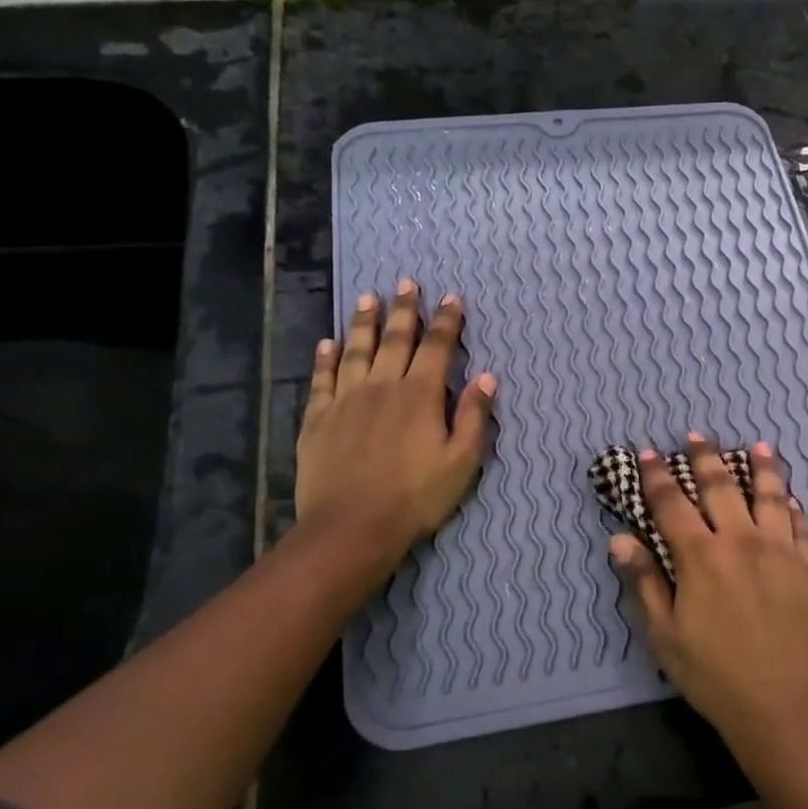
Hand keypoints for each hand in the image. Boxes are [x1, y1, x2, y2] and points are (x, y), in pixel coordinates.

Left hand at [297, 280, 496, 566]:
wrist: (352, 526)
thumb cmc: (416, 497)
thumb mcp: (462, 462)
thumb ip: (474, 417)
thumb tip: (488, 377)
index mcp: (420, 395)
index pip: (438, 348)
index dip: (447, 321)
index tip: (452, 298)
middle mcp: (383, 386)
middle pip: (395, 339)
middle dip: (405, 310)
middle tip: (407, 282)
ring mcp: (346, 400)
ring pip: (357, 350)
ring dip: (364, 323)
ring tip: (368, 298)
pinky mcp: (318, 418)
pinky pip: (322, 379)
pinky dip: (326, 358)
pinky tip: (328, 343)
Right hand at [610, 434, 807, 756]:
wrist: (780, 704)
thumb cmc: (712, 673)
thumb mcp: (664, 633)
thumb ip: (644, 581)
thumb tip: (620, 539)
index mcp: (701, 556)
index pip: (672, 504)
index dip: (657, 477)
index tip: (649, 453)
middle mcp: (741, 541)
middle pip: (721, 487)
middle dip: (706, 458)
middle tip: (698, 436)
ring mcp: (780, 551)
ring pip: (770, 497)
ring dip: (762, 468)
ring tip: (759, 446)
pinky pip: (801, 527)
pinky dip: (792, 507)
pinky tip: (790, 498)